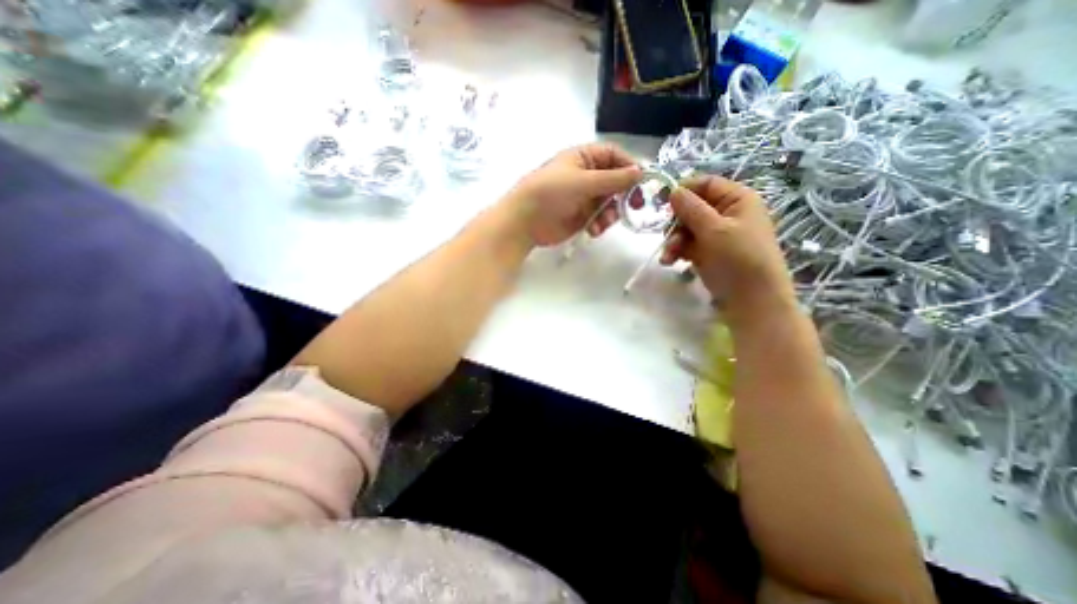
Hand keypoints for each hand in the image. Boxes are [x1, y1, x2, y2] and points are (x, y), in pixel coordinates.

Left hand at [502, 143, 642, 246]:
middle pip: (615, 180)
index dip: (629, 166)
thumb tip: (641, 172)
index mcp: (583, 158)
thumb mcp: (583, 182)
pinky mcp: (581, 216)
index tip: (643, 182)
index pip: (614, 156)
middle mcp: (586, 175)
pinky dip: (600, 224)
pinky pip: (600, 217)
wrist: (524, 222)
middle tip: (634, 206)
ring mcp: (583, 197)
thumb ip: (613, 179)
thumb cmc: (550, 193)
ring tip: (603, 223)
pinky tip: (593, 230)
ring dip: (611, 213)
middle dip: (623, 194)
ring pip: (610, 202)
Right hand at [662, 178, 793, 314]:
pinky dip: (677, 252)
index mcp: (737, 200)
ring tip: (667, 257)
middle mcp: (727, 214)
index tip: (663, 203)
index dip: (685, 191)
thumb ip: (691, 208)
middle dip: (676, 223)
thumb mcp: (714, 230)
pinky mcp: (708, 252)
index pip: (706, 184)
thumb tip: (673, 190)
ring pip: (686, 228)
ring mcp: (716, 235)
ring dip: (673, 241)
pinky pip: (687, 245)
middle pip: (692, 208)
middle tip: (666, 235)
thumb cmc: (738, 258)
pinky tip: (670, 262)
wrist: (751, 300)